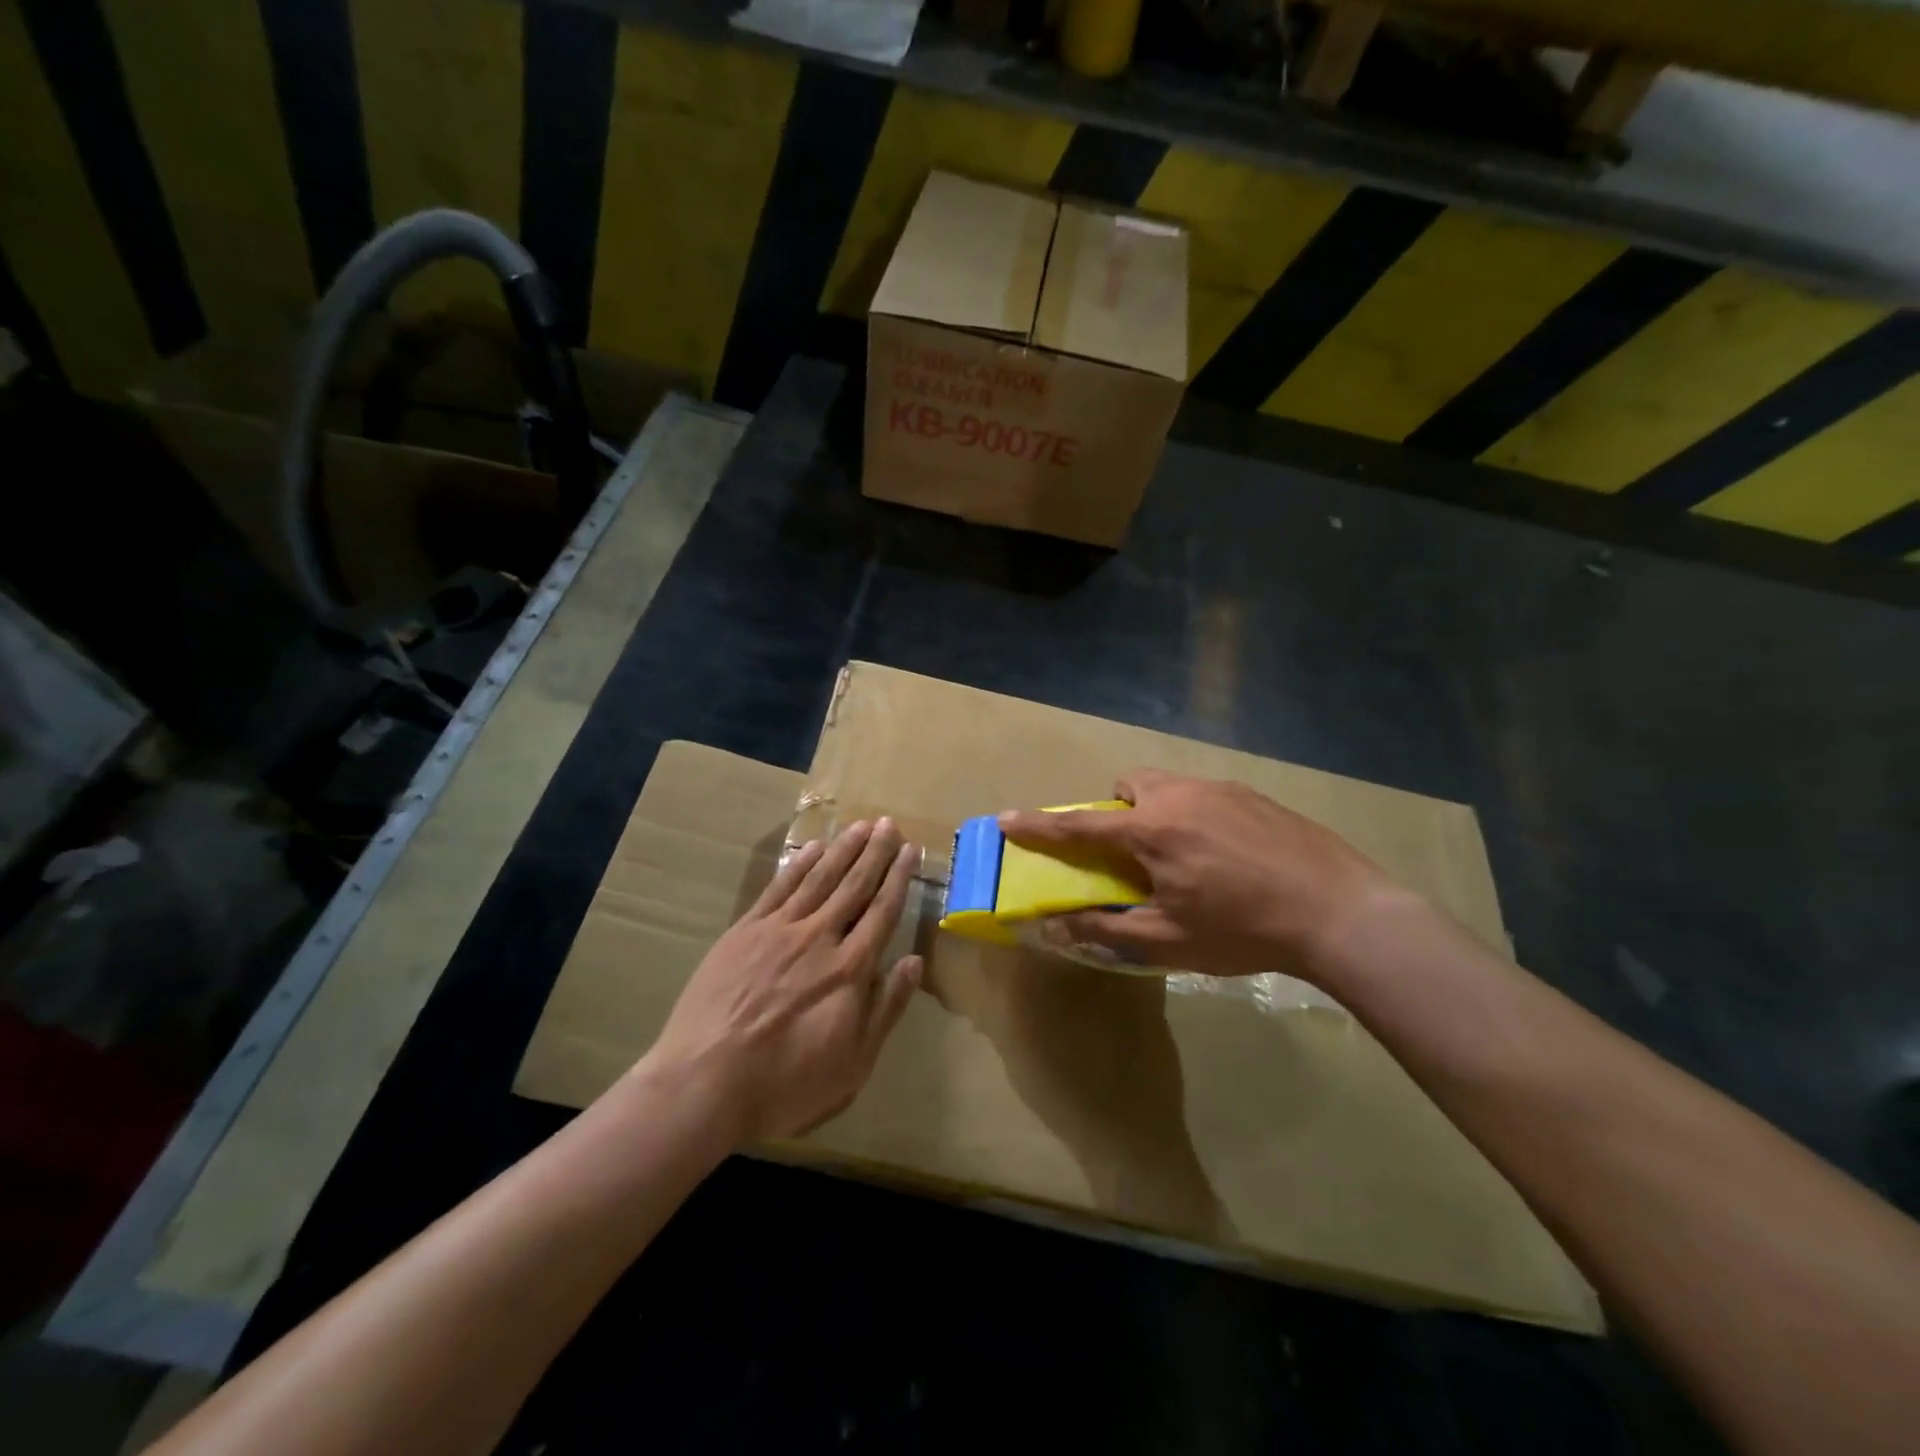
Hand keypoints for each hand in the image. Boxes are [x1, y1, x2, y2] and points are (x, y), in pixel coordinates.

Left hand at [641, 819, 922, 1142]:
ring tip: (861, 826)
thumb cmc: (785, 1083)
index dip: (899, 878)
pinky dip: (798, 864)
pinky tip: (812, 848)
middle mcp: (819, 937)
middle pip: (854, 885)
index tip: (911, 850)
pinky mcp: (744, 932)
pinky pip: (778, 888)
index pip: (883, 911)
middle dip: (875, 852)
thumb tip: (915, 962)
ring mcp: (779, 930)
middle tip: (889, 823)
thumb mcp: (853, 1065)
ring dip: (842, 849)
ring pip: (819, 878)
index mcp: (850, 968)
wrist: (704, 1082)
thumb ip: (886, 1009)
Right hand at [999, 769, 1398, 979]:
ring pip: (1167, 786)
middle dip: (1115, 811)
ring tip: (1183, 856)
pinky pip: (1203, 794)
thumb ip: (1107, 931)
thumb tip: (1057, 927)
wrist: (1339, 911)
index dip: (1038, 825)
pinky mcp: (1253, 794)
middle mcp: (1179, 796)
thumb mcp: (1169, 941)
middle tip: (1133, 853)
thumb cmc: (1244, 930)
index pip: (1079, 825)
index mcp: (1152, 831)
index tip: (1006, 818)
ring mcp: (1221, 789)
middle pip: (1128, 786)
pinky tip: (1226, 853)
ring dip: (1155, 811)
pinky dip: (1193, 814)